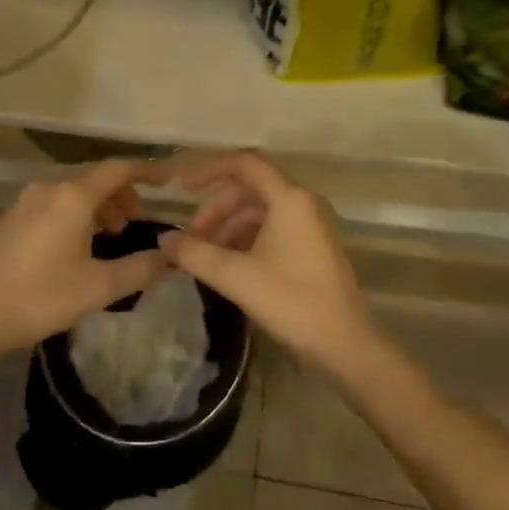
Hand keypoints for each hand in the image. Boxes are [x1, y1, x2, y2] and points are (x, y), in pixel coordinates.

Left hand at [0, 160, 168, 356]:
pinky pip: (55, 202)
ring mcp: (27, 200)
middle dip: (122, 194)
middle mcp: (50, 187)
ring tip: (109, 235)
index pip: (119, 169)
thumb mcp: (97, 287)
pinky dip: (76, 212)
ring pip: (74, 191)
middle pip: (96, 178)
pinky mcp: (12, 216)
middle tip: (136, 222)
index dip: (148, 170)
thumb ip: (139, 269)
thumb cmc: (40, 297)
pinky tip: (76, 244)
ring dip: (98, 205)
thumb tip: (169, 257)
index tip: (169, 179)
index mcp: (74, 196)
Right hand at [158, 152, 378, 375]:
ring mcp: (311, 223)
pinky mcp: (314, 245)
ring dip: (230, 226)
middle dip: (216, 208)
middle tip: (191, 238)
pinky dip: (247, 238)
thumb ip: (196, 254)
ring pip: (260, 210)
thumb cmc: (292, 302)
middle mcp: (302, 202)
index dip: (210, 170)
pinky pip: (273, 227)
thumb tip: (163, 240)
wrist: (346, 345)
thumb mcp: (236, 277)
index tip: (183, 189)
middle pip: (250, 189)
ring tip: (206, 255)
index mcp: (289, 198)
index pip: (244, 164)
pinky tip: (230, 264)